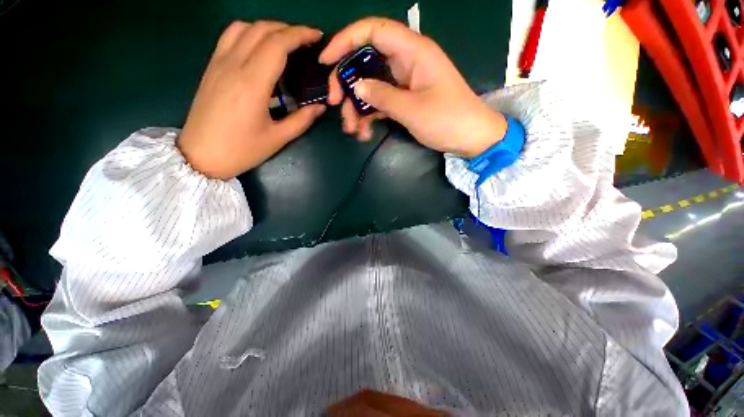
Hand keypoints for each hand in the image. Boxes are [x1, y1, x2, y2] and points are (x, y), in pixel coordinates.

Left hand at [178, 21, 326, 178]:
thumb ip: (302, 120)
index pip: (277, 44)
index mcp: (252, 84)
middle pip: (262, 29)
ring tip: (285, 43)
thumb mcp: (278, 138)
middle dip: (288, 29)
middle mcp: (233, 65)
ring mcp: (218, 63)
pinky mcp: (211, 68)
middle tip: (306, 42)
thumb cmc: (241, 150)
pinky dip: (249, 33)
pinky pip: (230, 37)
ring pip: (244, 27)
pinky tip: (260, 48)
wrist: (200, 155)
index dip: (300, 35)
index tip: (317, 37)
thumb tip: (320, 106)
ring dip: (268, 28)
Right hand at [320, 18, 505, 156]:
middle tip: (335, 104)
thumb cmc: (448, 119)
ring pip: (371, 86)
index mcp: (412, 52)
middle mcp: (406, 62)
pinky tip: (364, 133)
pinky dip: (370, 116)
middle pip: (366, 61)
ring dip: (357, 107)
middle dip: (347, 83)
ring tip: (352, 129)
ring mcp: (404, 83)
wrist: (470, 137)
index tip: (326, 61)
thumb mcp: (412, 109)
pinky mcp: (404, 100)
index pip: (373, 31)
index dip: (346, 40)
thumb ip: (382, 96)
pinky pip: (380, 103)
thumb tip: (357, 86)